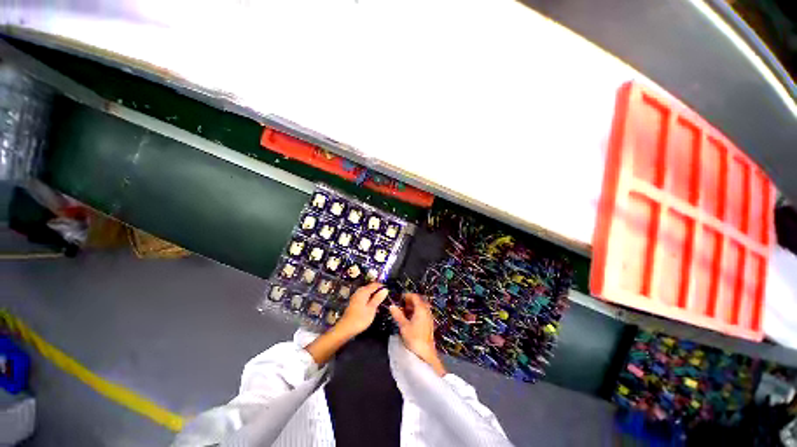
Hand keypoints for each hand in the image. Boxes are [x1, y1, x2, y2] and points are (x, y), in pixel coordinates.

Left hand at [336, 283, 388, 337]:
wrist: (345, 328)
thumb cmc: (360, 319)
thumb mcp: (372, 308)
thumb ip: (378, 298)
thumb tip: (385, 290)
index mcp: (363, 291)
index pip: (375, 284)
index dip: (382, 286)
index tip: (389, 291)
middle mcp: (359, 292)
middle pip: (370, 288)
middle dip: (378, 291)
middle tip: (386, 297)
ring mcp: (356, 297)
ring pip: (367, 293)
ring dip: (374, 296)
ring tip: (381, 303)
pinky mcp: (354, 303)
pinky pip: (364, 298)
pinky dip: (369, 300)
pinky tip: (373, 307)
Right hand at [388, 293, 446, 375]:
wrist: (426, 353)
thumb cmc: (414, 338)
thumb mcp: (403, 325)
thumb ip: (398, 314)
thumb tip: (392, 306)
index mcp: (421, 309)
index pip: (414, 296)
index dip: (406, 296)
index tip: (399, 298)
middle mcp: (426, 311)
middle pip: (418, 301)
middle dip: (409, 302)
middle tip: (400, 305)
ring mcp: (428, 317)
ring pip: (420, 307)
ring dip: (412, 307)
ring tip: (403, 312)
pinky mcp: (429, 323)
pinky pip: (422, 313)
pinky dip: (415, 313)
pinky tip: (409, 319)